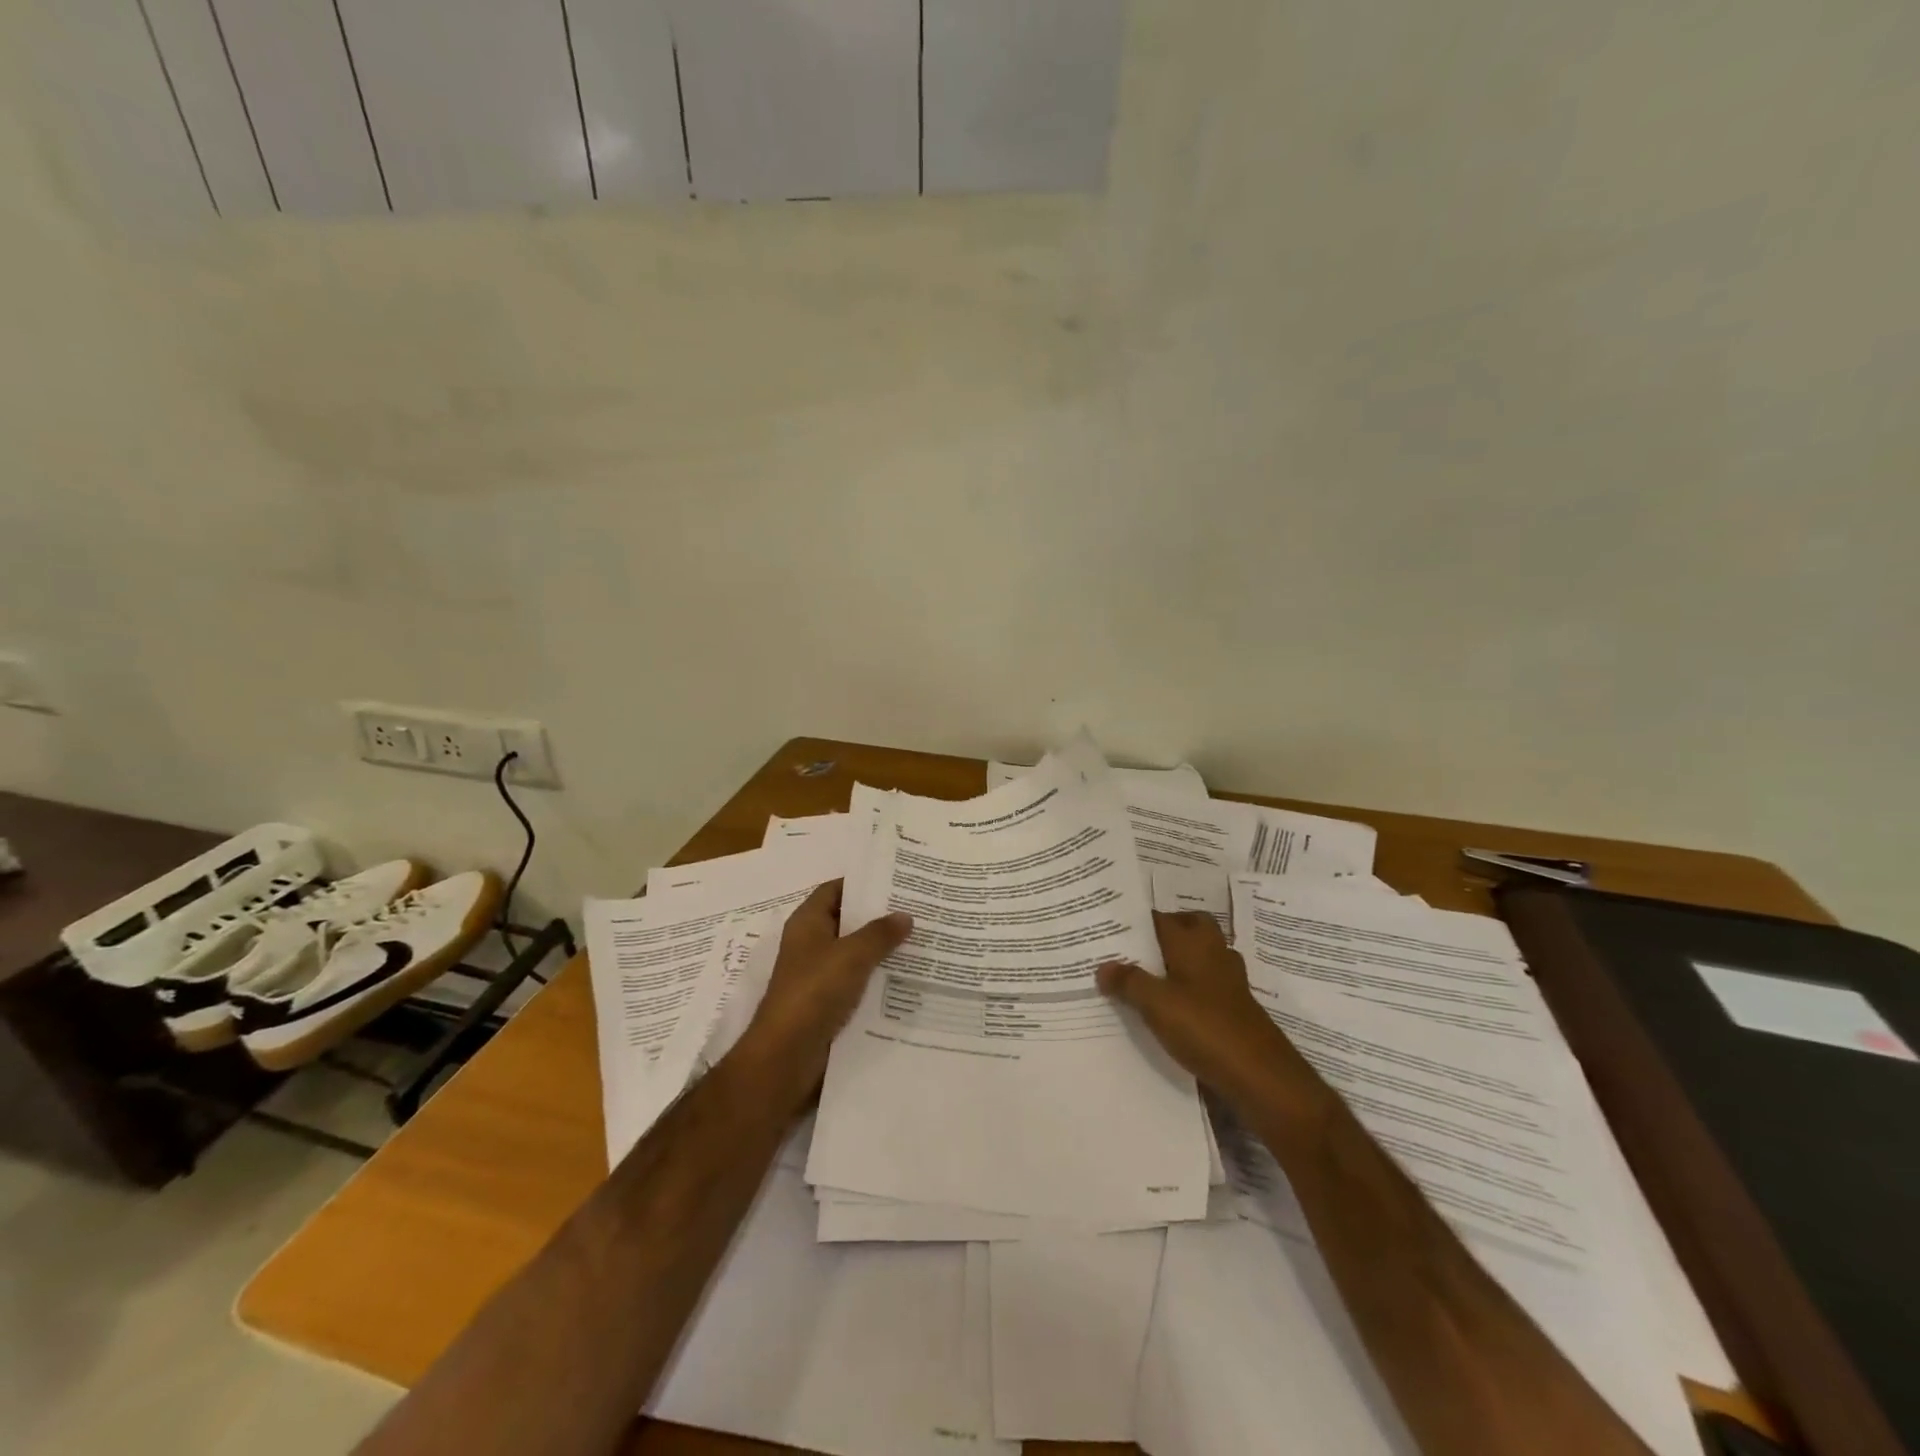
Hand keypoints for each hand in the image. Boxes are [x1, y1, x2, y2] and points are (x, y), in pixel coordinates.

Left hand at [731, 880, 911, 1096]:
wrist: (786, 1057)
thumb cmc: (814, 993)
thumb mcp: (852, 955)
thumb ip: (880, 933)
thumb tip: (905, 915)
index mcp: (807, 924)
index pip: (834, 890)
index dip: (861, 883)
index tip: (896, 880)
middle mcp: (810, 946)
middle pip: (847, 922)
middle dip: (878, 917)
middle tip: (917, 909)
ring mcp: (818, 977)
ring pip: (855, 955)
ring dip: (882, 951)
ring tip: (920, 942)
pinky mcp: (827, 1006)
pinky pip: (857, 985)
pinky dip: (877, 981)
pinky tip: (907, 980)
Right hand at [1097, 911, 1298, 1106]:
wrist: (1261, 1076)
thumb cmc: (1205, 1027)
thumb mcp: (1156, 1003)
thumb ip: (1128, 981)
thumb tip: (1103, 966)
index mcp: (1192, 942)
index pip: (1160, 917)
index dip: (1136, 920)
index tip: (1110, 927)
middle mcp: (1213, 952)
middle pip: (1188, 928)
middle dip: (1164, 934)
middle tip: (1133, 950)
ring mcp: (1229, 980)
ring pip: (1199, 957)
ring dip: (1177, 961)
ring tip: (1145, 977)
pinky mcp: (1235, 1007)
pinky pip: (1206, 985)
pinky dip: (1189, 988)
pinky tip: (1170, 1008)